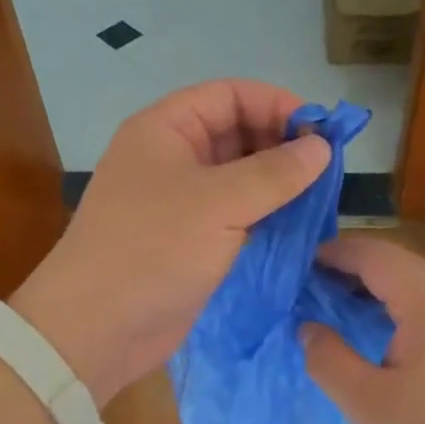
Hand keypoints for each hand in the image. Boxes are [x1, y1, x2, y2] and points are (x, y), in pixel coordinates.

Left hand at [12, 81, 330, 405]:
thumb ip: (274, 173)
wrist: (96, 328)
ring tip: (321, 197)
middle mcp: (172, 157)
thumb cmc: (153, 250)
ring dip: (277, 183)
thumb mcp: (219, 203)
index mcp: (166, 129)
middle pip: (236, 132)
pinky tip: (298, 224)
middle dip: (281, 145)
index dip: (277, 105)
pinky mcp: (189, 240)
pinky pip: (234, 214)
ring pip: (238, 176)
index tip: (322, 132)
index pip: (230, 95)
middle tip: (328, 169)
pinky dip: (264, 214)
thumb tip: (321, 147)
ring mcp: (180, 201)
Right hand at [301, 236, 424, 423]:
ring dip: (374, 287)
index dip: (334, 253)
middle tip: (309, 283)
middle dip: (351, 266)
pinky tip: (378, 333)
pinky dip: (395, 307)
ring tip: (335, 304)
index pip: (374, 256)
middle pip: (396, 263)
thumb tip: (308, 329)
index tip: (297, 264)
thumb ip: (329, 361)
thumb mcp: (368, 404)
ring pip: (415, 285)